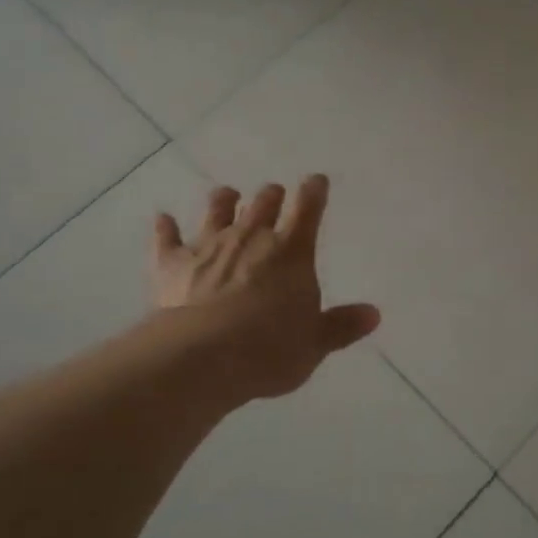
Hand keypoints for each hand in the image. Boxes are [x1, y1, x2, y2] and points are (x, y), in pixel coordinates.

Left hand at [153, 175, 379, 401]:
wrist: (202, 357)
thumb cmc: (269, 349)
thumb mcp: (315, 343)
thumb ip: (342, 325)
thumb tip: (374, 314)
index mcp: (291, 251)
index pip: (308, 208)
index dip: (314, 191)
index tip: (316, 181)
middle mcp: (250, 238)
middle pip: (263, 204)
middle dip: (271, 196)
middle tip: (274, 193)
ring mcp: (208, 246)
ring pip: (217, 211)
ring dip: (224, 201)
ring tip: (227, 194)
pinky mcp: (172, 264)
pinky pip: (167, 239)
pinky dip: (165, 227)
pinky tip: (163, 218)